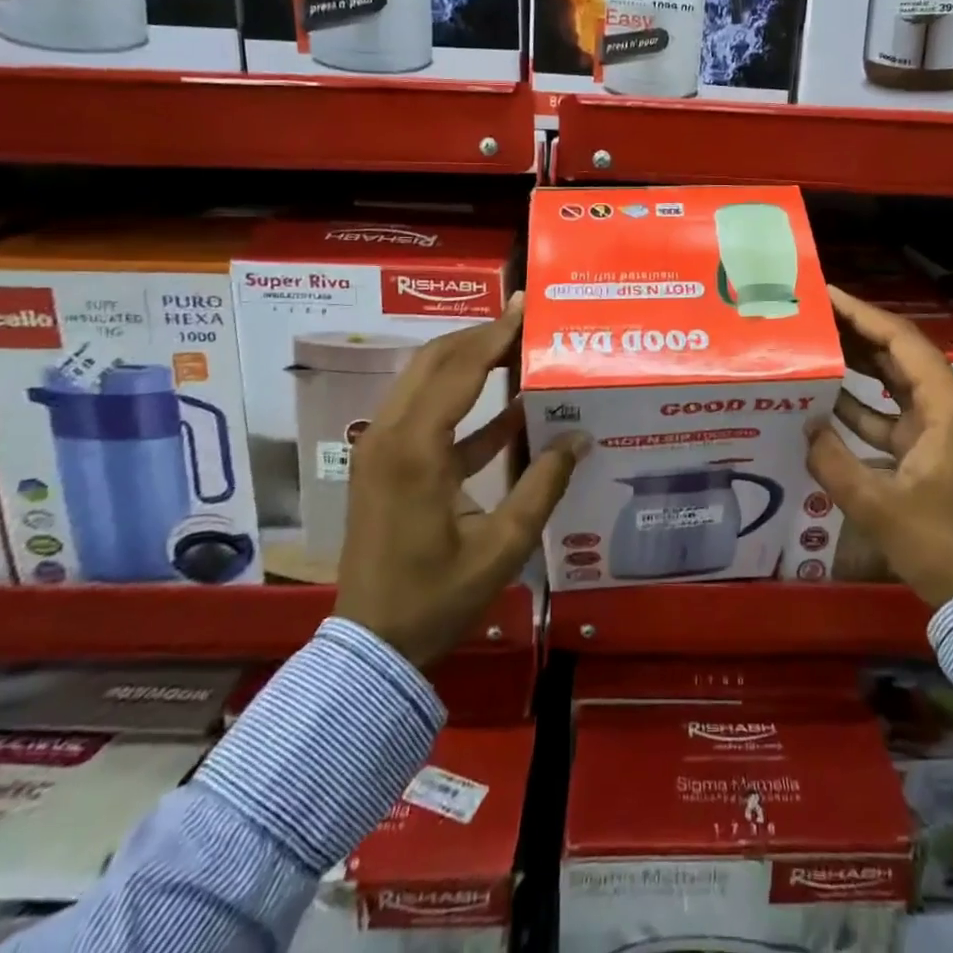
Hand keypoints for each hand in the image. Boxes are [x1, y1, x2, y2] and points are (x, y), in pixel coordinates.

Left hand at [334, 294, 586, 666]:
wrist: (372, 646)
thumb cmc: (436, 598)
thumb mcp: (502, 547)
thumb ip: (542, 485)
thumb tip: (580, 437)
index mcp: (416, 449)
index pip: (459, 369)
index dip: (495, 334)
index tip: (525, 306)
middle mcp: (390, 434)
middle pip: (435, 361)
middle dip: (481, 336)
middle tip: (525, 321)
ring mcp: (382, 447)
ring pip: (426, 381)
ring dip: (470, 361)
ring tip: (518, 349)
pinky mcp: (386, 464)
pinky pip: (426, 415)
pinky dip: (464, 403)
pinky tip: (513, 407)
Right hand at [806, 286, 952, 607]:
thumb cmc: (944, 545)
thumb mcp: (879, 505)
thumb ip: (833, 461)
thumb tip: (806, 426)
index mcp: (950, 404)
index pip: (901, 340)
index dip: (861, 313)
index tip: (825, 294)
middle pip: (901, 355)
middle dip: (857, 334)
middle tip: (813, 317)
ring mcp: (949, 429)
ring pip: (899, 385)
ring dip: (860, 369)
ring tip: (816, 347)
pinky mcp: (942, 452)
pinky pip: (899, 418)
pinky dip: (868, 410)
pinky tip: (828, 404)